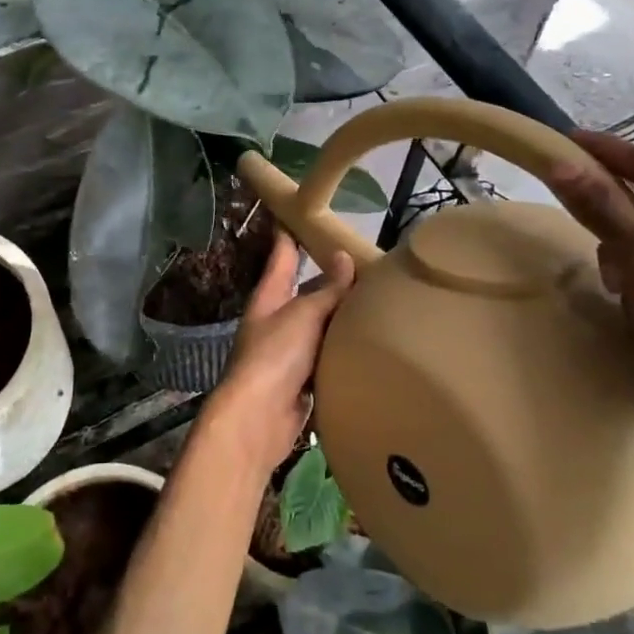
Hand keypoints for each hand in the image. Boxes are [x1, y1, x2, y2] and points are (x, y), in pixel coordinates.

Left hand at [200, 229, 355, 476]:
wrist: (259, 418)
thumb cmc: (276, 356)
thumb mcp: (303, 314)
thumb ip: (327, 289)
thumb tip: (343, 257)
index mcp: (270, 297)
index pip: (282, 257)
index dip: (289, 236)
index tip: (300, 214)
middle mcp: (276, 320)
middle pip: (304, 292)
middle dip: (328, 279)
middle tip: (364, 263)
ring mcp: (288, 352)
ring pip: (318, 325)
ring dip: (339, 316)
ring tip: (375, 300)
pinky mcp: (301, 380)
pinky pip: (325, 356)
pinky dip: (342, 349)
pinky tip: (366, 344)